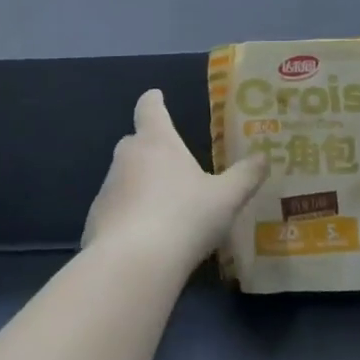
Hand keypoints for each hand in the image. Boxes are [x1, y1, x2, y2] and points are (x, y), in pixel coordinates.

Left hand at [82, 90, 268, 268]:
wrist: (133, 263)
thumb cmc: (185, 217)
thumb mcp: (226, 198)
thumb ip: (245, 176)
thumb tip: (264, 157)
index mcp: (157, 141)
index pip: (150, 108)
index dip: (154, 101)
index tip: (156, 96)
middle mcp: (127, 157)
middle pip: (136, 142)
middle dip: (152, 149)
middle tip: (174, 164)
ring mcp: (107, 188)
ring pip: (125, 177)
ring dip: (140, 185)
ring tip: (165, 209)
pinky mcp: (95, 219)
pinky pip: (115, 209)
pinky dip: (129, 216)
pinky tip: (146, 238)